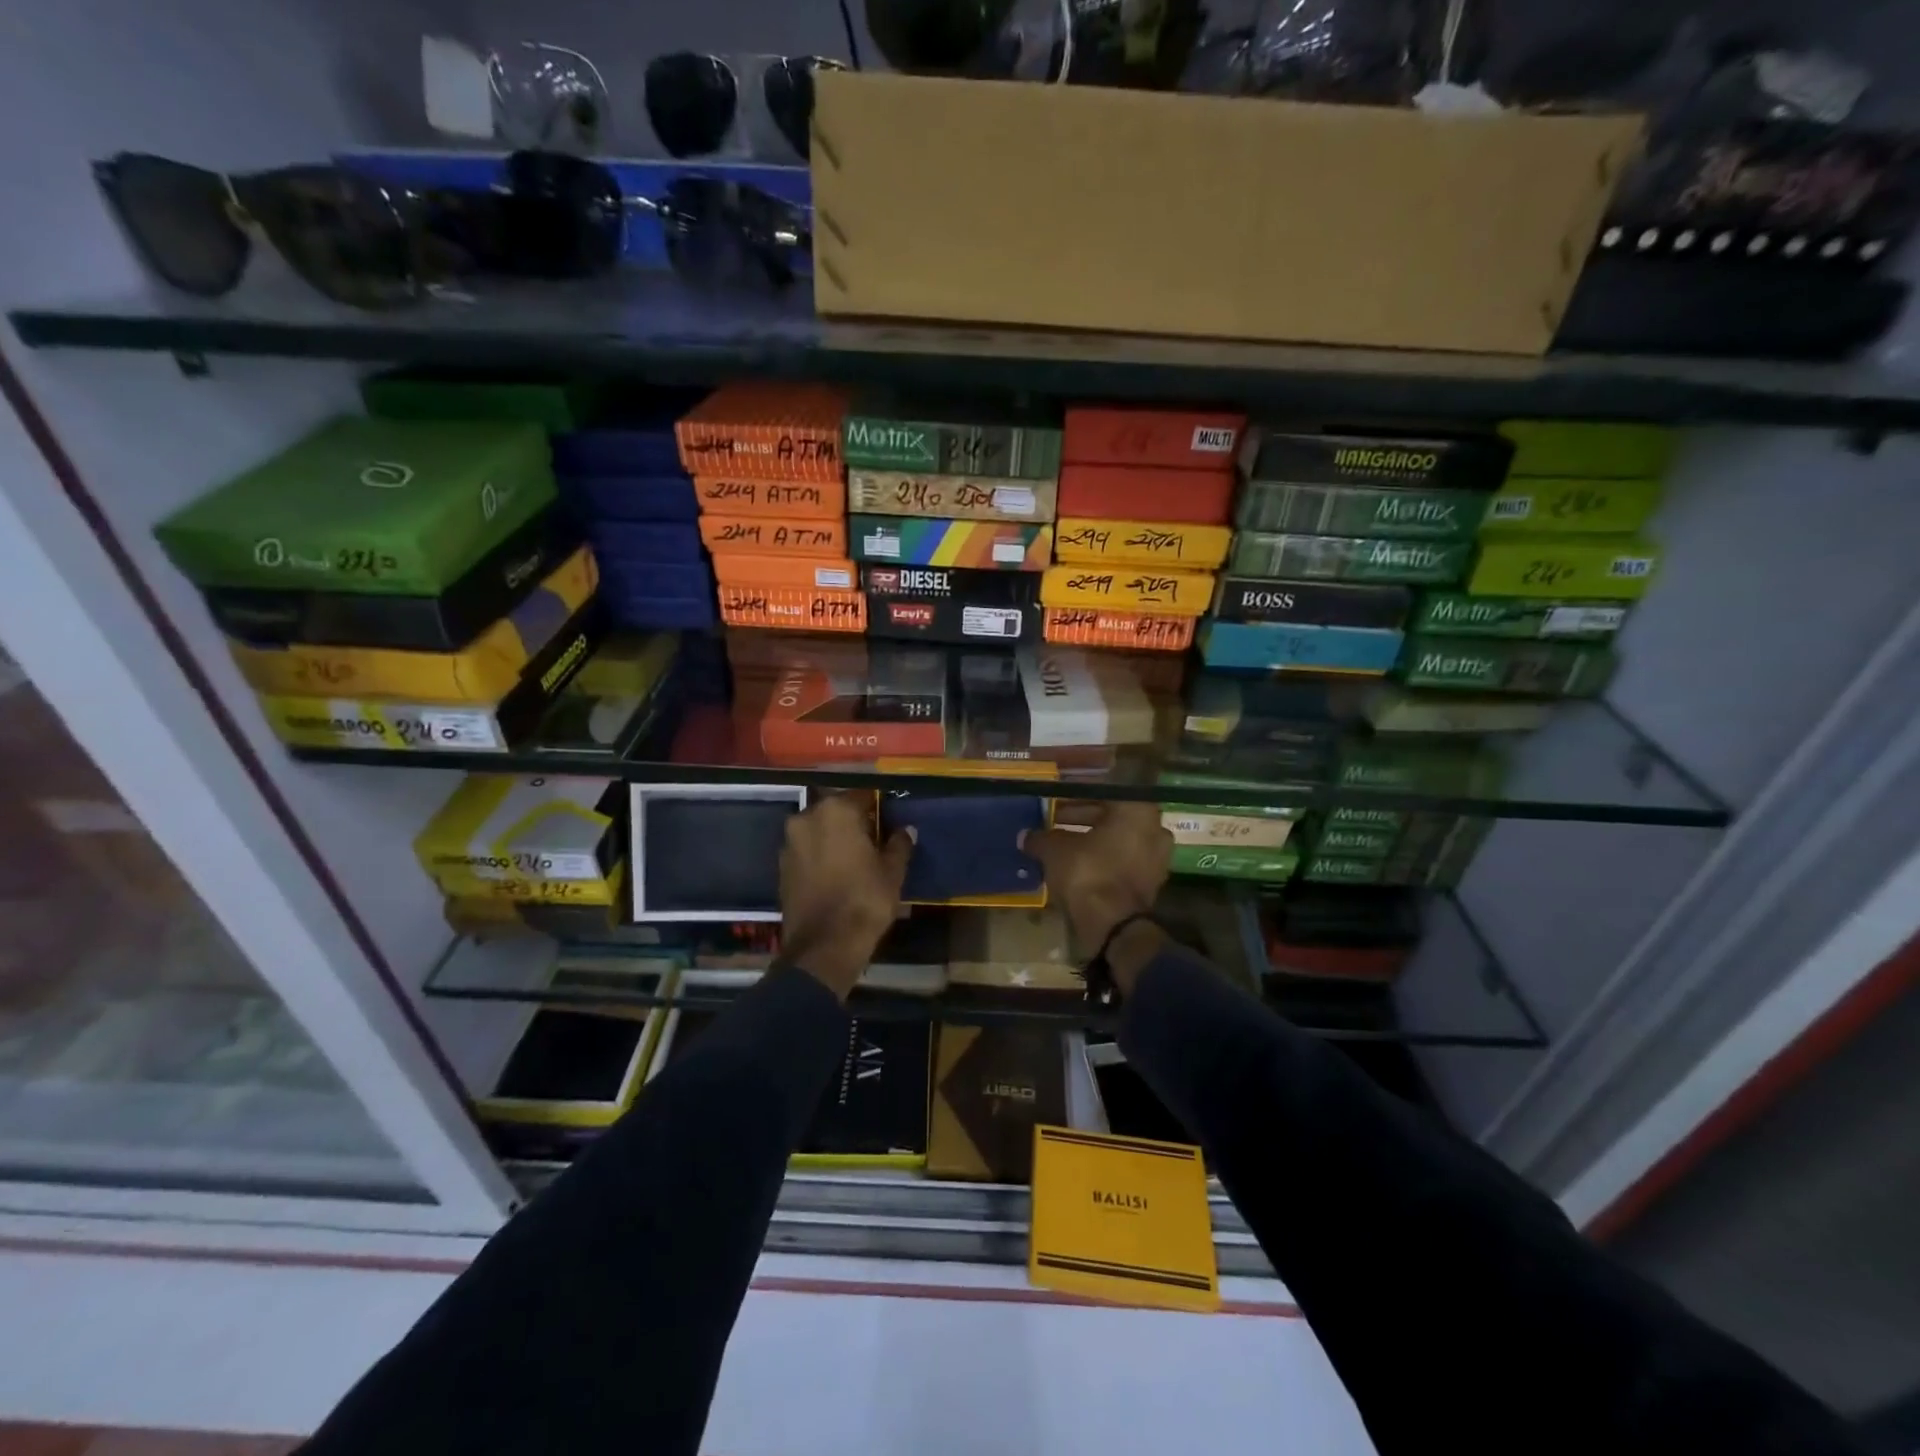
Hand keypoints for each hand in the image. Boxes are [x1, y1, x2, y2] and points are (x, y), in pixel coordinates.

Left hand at [780, 793, 913, 1000]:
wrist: (824, 946)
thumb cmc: (865, 900)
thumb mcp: (892, 871)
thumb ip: (899, 844)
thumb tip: (906, 830)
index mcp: (836, 811)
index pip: (862, 796)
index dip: (878, 809)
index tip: (888, 823)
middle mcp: (806, 818)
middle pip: (836, 812)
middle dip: (852, 823)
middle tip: (872, 842)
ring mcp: (789, 843)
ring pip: (818, 831)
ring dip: (833, 839)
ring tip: (853, 860)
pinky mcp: (781, 867)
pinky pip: (806, 852)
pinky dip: (819, 857)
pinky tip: (835, 875)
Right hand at [1022, 802, 1172, 994]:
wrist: (1113, 926)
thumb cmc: (1087, 873)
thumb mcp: (1054, 850)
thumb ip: (1041, 838)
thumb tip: (1025, 835)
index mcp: (1136, 809)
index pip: (1103, 791)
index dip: (1074, 796)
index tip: (1055, 802)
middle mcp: (1154, 827)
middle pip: (1112, 816)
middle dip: (1082, 818)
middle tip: (1054, 821)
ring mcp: (1157, 857)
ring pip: (1118, 839)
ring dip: (1091, 840)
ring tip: (1061, 845)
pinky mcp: (1152, 882)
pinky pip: (1122, 861)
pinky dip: (1102, 860)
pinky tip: (1076, 866)